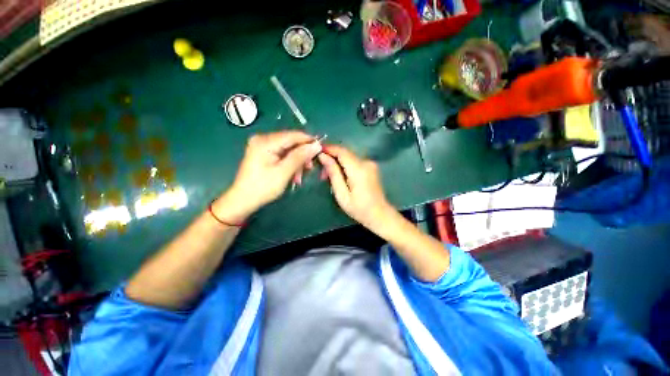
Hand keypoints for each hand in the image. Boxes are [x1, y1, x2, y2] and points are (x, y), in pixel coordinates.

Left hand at [214, 131, 321, 223]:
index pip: (293, 135)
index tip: (321, 150)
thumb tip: (316, 145)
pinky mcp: (263, 153)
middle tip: (309, 168)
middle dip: (302, 155)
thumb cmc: (263, 187)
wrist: (243, 200)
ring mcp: (262, 145)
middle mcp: (263, 139)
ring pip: (288, 149)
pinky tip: (293, 174)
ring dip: (297, 162)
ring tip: (299, 177)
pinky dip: (290, 163)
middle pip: (291, 142)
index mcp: (265, 141)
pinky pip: (282, 154)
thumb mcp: (284, 172)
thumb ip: (300, 157)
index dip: (308, 141)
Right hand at [318, 145, 392, 231]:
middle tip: (322, 173)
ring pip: (349, 157)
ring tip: (328, 176)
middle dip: (331, 158)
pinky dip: (345, 166)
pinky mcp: (371, 167)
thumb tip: (323, 156)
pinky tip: (340, 176)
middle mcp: (366, 162)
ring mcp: (370, 164)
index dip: (329, 149)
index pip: (342, 151)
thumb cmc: (359, 208)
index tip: (317, 152)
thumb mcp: (342, 194)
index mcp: (358, 169)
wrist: (380, 214)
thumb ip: (333, 173)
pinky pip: (354, 162)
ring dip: (337, 163)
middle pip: (345, 153)